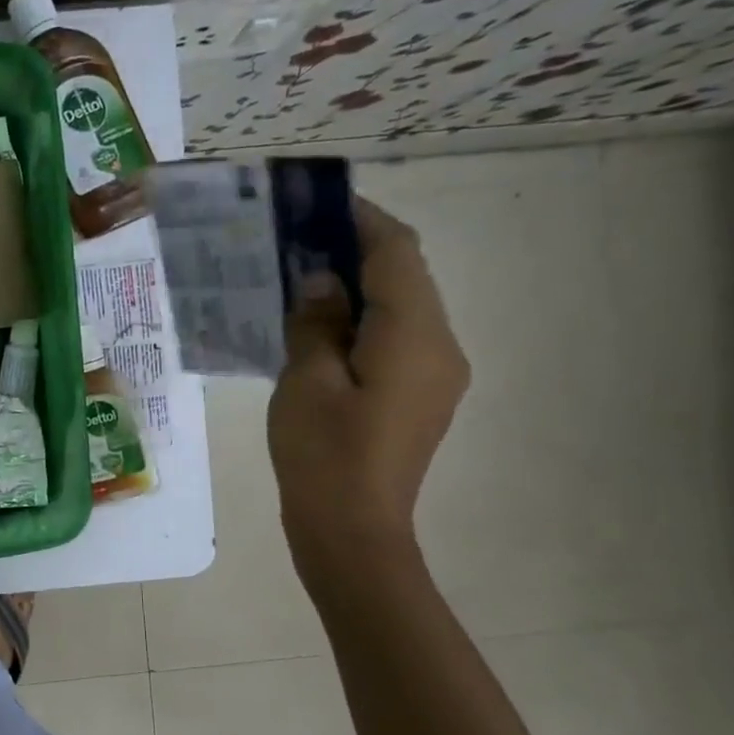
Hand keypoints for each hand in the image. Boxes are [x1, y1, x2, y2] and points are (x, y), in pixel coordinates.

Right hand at [268, 197, 468, 555]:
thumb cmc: (323, 455)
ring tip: (297, 278)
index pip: (396, 252)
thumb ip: (315, 321)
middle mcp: (440, 346)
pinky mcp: (418, 395)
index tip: (313, 203)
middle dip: (353, 248)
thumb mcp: (305, 381)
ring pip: (399, 306)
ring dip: (355, 284)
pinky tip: (316, 326)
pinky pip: (394, 337)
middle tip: (293, 240)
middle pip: (404, 275)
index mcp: (414, 336)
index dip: (358, 219)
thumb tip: (319, 280)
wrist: (351, 531)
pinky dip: (359, 318)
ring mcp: (434, 373)